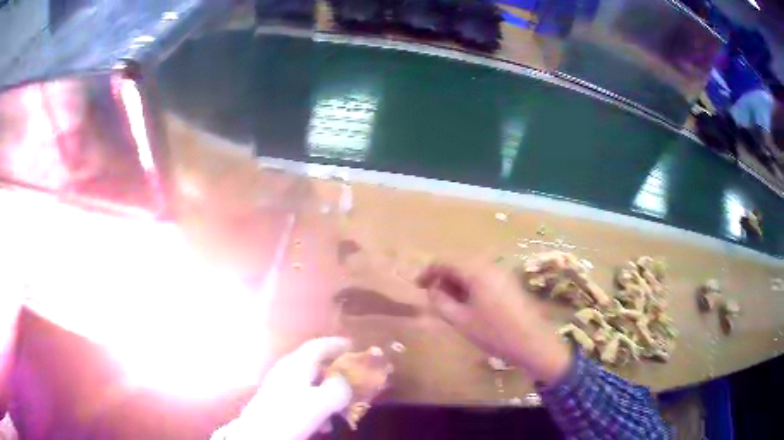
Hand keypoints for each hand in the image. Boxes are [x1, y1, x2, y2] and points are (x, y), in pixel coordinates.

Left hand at [212, 337, 352, 439]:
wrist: (259, 433)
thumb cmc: (290, 414)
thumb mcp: (320, 402)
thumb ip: (338, 389)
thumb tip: (346, 381)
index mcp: (297, 363)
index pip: (318, 345)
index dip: (336, 344)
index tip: (353, 346)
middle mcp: (287, 369)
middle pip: (315, 364)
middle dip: (336, 374)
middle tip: (354, 381)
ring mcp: (280, 384)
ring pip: (310, 383)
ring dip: (328, 394)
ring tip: (341, 411)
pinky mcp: (277, 400)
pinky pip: (303, 396)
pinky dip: (317, 405)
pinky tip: (323, 423)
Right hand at [417, 262, 570, 384]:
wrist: (532, 343)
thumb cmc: (494, 333)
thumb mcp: (461, 321)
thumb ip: (441, 303)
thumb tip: (431, 290)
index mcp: (477, 271)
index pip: (445, 261)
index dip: (428, 272)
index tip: (417, 287)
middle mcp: (490, 266)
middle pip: (459, 262)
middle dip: (442, 277)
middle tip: (432, 297)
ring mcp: (502, 273)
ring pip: (471, 269)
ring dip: (456, 282)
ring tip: (448, 303)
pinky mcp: (509, 283)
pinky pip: (483, 276)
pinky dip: (470, 285)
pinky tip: (468, 304)